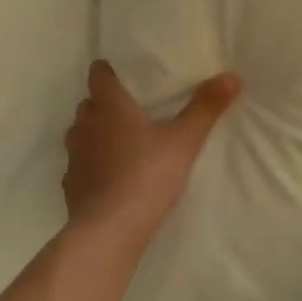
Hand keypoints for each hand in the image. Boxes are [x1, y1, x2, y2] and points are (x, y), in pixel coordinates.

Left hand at [61, 60, 240, 243]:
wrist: (110, 229)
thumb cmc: (147, 175)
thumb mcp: (184, 141)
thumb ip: (205, 108)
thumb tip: (232, 76)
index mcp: (110, 107)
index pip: (98, 75)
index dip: (107, 71)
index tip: (119, 73)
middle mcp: (86, 125)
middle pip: (89, 104)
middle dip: (103, 103)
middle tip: (128, 109)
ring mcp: (74, 156)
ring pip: (80, 133)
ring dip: (94, 133)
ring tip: (118, 142)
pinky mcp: (70, 184)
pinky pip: (78, 165)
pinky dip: (90, 164)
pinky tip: (106, 176)